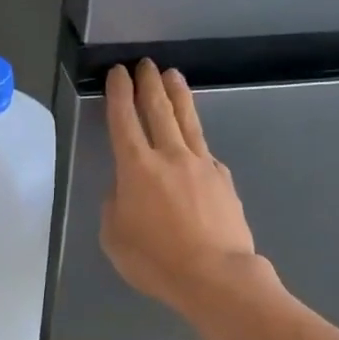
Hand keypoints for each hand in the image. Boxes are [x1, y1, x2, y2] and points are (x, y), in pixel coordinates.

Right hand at [101, 60, 260, 314]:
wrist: (216, 276)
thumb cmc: (156, 261)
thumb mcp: (115, 237)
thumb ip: (115, 205)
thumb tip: (125, 190)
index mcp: (136, 168)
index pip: (124, 120)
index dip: (119, 93)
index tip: (119, 73)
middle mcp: (169, 156)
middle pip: (158, 109)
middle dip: (149, 83)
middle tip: (145, 64)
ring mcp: (201, 164)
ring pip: (187, 120)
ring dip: (178, 95)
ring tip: (173, 75)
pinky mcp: (223, 178)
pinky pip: (205, 150)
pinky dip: (195, 138)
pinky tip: (194, 139)